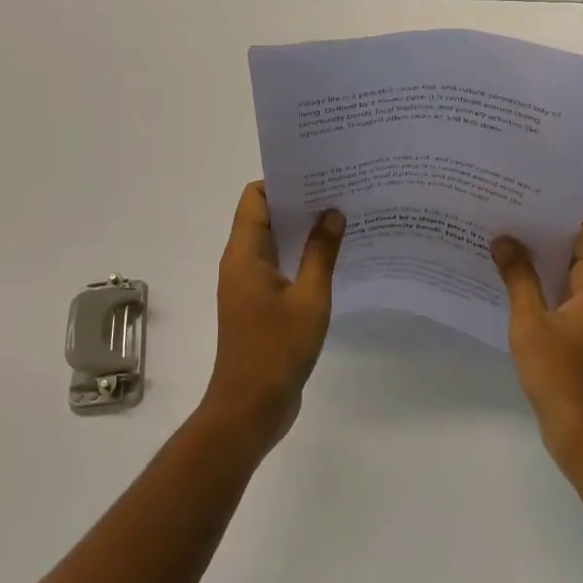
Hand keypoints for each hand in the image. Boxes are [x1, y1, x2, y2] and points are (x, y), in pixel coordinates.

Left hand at [201, 182, 343, 451]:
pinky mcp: (258, 305)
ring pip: (274, 243)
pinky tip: (333, 258)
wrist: (250, 408)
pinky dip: (301, 257)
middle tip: (339, 192)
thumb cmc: (277, 349)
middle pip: (265, 216)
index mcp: (245, 254)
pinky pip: (279, 267)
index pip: (256, 197)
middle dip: (299, 202)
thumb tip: (332, 213)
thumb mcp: (309, 298)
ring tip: (342, 218)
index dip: (283, 181)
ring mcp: (248, 285)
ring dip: (302, 231)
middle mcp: (241, 263)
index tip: (318, 175)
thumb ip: (321, 253)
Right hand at [493, 213, 582, 475]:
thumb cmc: (565, 378)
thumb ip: (518, 278)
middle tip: (501, 215)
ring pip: (568, 274)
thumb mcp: (532, 324)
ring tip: (498, 243)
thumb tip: (504, 239)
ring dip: (539, 261)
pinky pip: (564, 298)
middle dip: (541, 232)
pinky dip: (541, 287)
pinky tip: (508, 284)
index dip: (558, 209)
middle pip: (577, 248)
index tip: (523, 197)